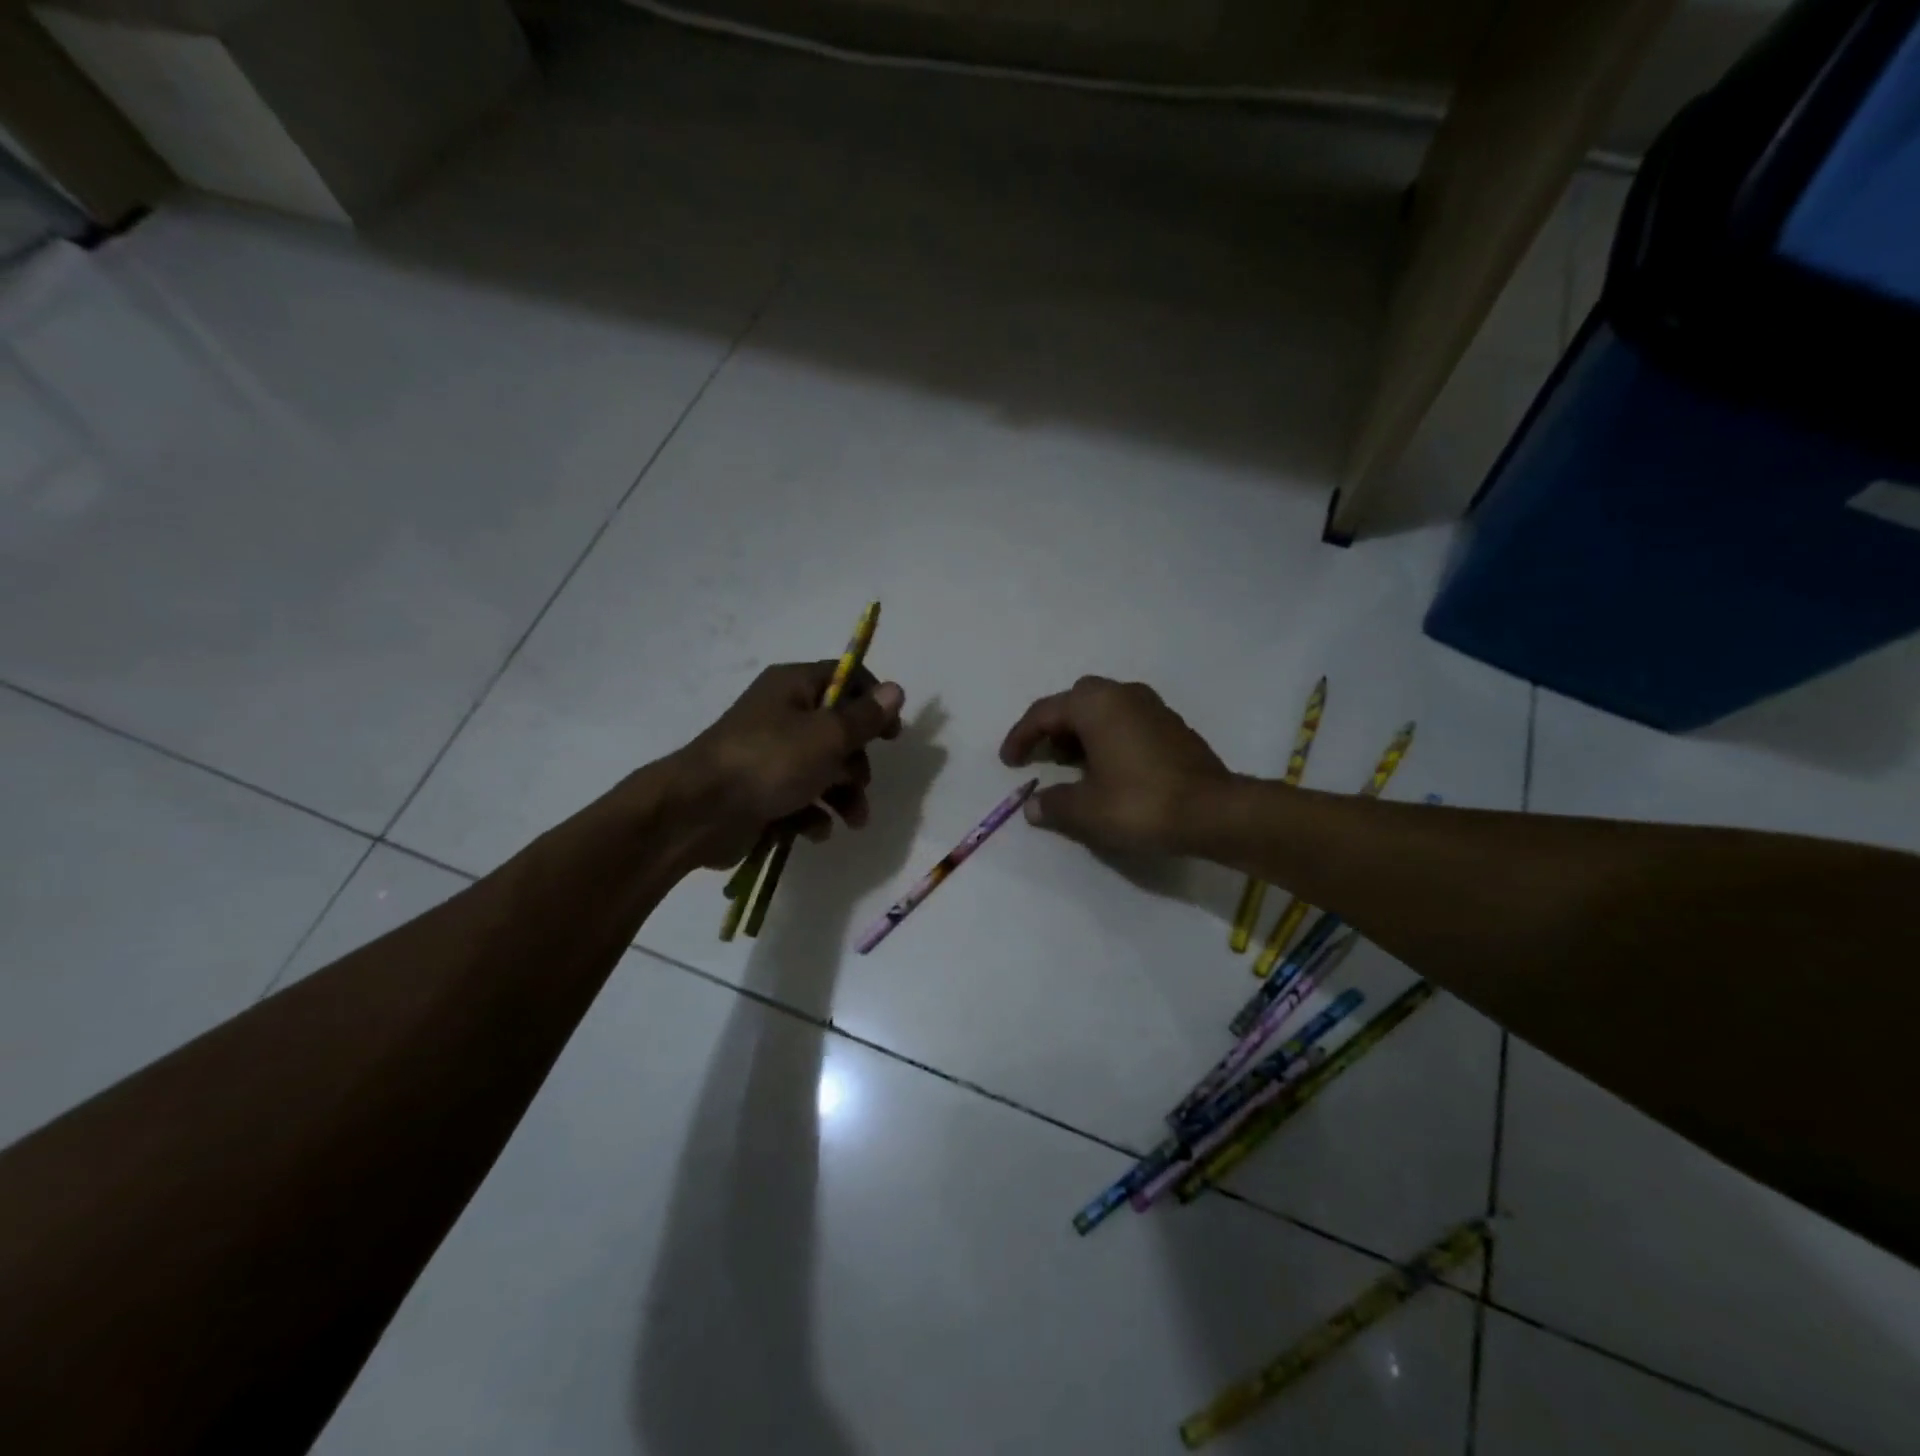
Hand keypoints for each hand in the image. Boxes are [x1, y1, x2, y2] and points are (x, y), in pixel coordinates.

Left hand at [674, 662, 904, 869]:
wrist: (699, 812)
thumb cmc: (769, 762)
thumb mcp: (827, 736)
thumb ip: (865, 717)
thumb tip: (896, 690)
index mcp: (793, 686)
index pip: (845, 678)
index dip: (874, 702)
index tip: (892, 734)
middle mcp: (781, 714)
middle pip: (837, 730)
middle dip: (857, 762)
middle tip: (860, 782)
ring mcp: (770, 755)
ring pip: (823, 769)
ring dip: (844, 795)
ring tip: (852, 820)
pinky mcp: (762, 791)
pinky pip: (800, 797)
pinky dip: (813, 813)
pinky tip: (814, 830)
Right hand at [999, 676, 1229, 853]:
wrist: (1214, 812)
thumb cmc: (1140, 804)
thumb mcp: (1086, 811)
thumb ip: (1053, 805)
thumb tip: (1034, 807)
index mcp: (1095, 705)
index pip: (1044, 713)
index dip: (1021, 737)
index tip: (1009, 762)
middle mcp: (1123, 694)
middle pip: (1075, 703)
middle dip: (1053, 728)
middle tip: (1042, 757)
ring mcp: (1152, 707)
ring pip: (1103, 710)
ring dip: (1081, 733)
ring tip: (1071, 766)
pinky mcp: (1172, 726)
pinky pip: (1126, 722)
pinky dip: (1107, 738)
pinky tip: (1108, 770)